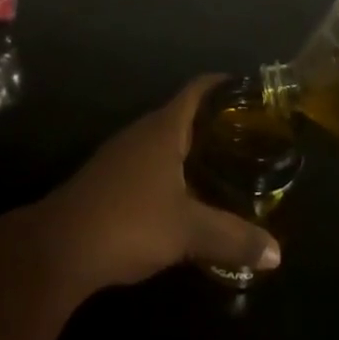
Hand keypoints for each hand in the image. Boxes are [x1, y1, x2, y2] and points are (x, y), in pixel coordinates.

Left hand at [34, 76, 280, 292]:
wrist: (61, 247)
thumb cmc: (129, 221)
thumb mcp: (187, 230)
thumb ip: (232, 237)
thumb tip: (277, 254)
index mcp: (163, 128)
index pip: (197, 90)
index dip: (223, 85)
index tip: (250, 90)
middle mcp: (143, 131)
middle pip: (183, 114)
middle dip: (214, 122)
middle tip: (249, 137)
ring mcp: (123, 154)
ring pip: (166, 141)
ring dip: (193, 149)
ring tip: (226, 165)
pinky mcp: (111, 178)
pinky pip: (151, 162)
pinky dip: (174, 170)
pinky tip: (187, 195)